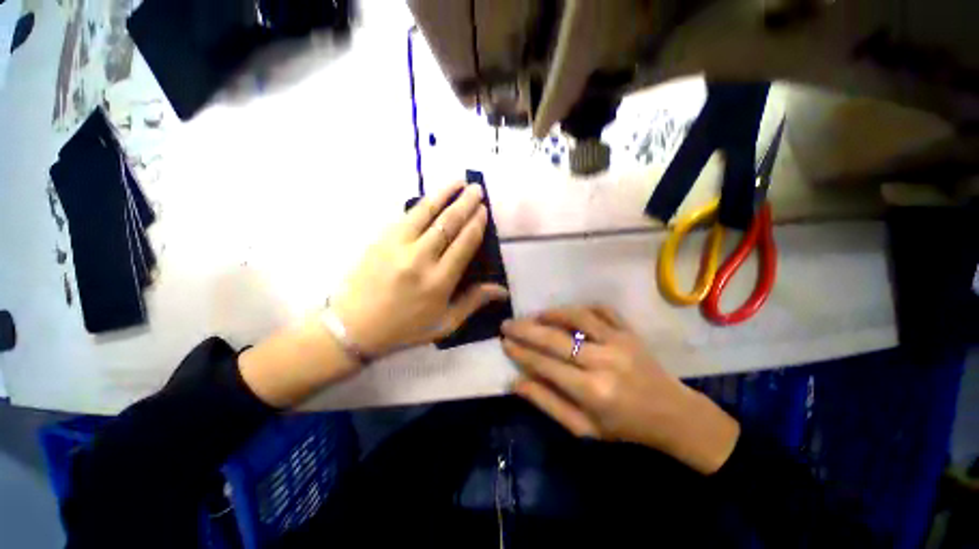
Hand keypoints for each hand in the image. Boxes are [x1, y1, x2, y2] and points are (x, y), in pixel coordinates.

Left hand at [330, 181, 508, 356]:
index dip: (476, 223)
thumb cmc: (405, 328)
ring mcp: (397, 246)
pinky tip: (432, 197)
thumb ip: (473, 302)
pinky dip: (422, 204)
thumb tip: (502, 291)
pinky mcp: (380, 240)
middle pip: (448, 223)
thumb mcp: (445, 323)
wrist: (354, 327)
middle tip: (477, 189)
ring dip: (444, 194)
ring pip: (426, 212)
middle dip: (465, 203)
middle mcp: (420, 258)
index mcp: (439, 281)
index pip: (464, 243)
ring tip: (458, 181)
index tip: (484, 210)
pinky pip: (406, 217)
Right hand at [501, 305, 740, 473]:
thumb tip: (515, 382)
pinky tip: (566, 313)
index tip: (504, 342)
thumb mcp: (583, 428)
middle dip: (526, 330)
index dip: (521, 352)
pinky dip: (580, 307)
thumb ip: (547, 403)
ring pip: (578, 317)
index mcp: (593, 391)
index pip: (546, 365)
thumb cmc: (624, 427)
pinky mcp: (630, 331)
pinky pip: (601, 309)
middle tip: (507, 324)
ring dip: (551, 314)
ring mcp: (620, 341)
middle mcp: (605, 361)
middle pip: (556, 339)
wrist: (672, 414)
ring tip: (533, 316)